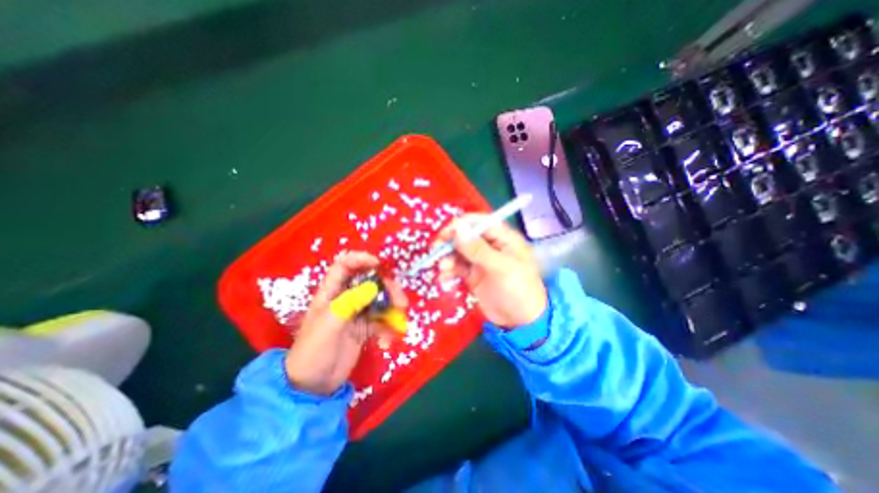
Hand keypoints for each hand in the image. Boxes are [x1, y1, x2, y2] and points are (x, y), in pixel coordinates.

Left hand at [285, 252, 408, 394]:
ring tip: (400, 322)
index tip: (379, 264)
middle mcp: (346, 299)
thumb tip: (373, 287)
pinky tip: (387, 343)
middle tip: (401, 302)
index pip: (344, 266)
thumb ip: (350, 303)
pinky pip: (382, 322)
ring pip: (380, 301)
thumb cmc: (313, 352)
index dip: (360, 259)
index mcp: (331, 294)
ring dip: (393, 309)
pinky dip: (388, 329)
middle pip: (370, 283)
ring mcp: (356, 314)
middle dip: (388, 289)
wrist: (312, 387)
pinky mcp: (365, 329)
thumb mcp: (329, 325)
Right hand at [436, 214, 546, 326]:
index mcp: (502, 238)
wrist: (521, 322)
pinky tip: (443, 279)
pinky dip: (448, 271)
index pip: (478, 222)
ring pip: (458, 252)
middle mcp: (490, 246)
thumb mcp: (501, 268)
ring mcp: (480, 261)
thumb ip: (478, 249)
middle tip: (435, 251)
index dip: (460, 225)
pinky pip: (456, 268)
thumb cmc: (518, 290)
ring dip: (447, 258)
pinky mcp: (473, 275)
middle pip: (465, 236)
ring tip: (442, 269)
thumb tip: (457, 228)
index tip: (444, 235)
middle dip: (449, 243)